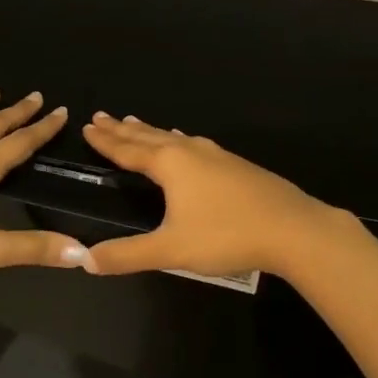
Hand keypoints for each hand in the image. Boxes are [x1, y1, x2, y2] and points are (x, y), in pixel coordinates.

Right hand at [79, 112, 338, 278]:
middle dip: (123, 130)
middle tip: (102, 117)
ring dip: (150, 131)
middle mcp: (190, 151)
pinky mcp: (235, 164)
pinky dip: (177, 138)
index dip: (106, 141)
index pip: (128, 150)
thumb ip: (127, 255)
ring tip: (133, 122)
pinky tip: (186, 141)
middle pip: (149, 136)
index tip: (88, 126)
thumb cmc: (226, 236)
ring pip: (174, 137)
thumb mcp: (171, 250)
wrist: (292, 228)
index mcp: (170, 165)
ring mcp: (215, 155)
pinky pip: (194, 143)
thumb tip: (84, 260)